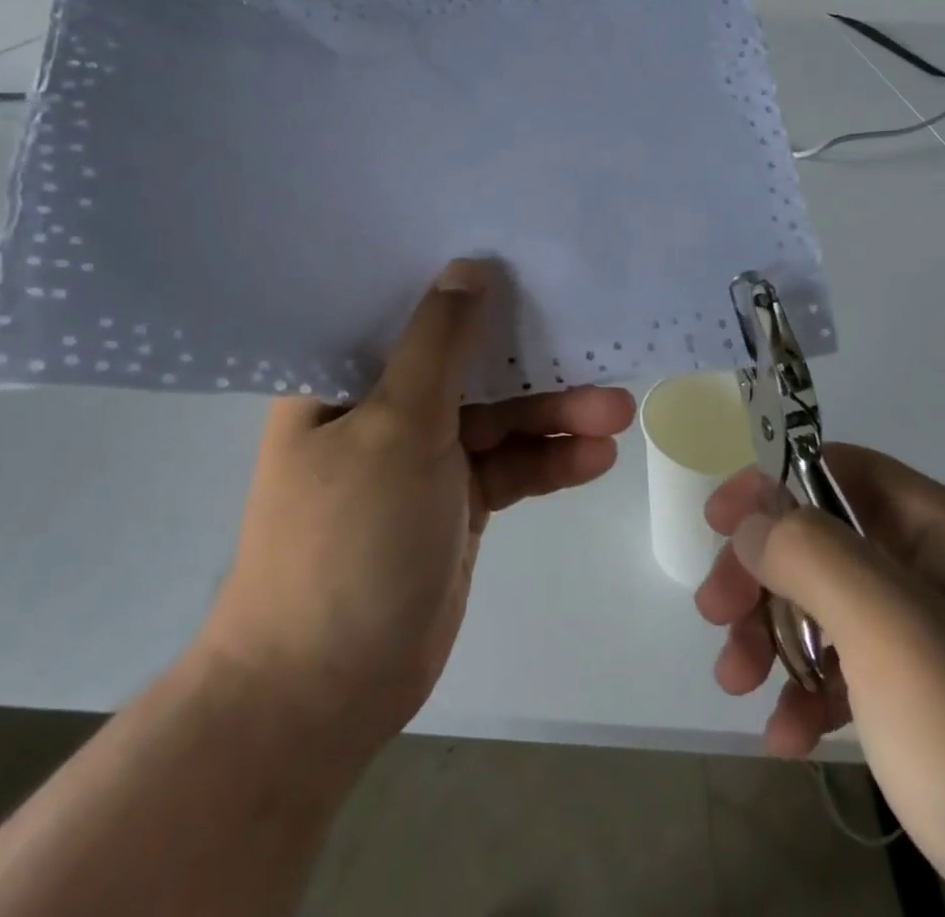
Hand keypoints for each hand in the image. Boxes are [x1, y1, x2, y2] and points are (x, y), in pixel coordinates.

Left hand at [193, 259, 633, 779]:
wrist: (326, 691)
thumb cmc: (348, 538)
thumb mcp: (396, 425)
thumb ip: (439, 345)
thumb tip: (467, 269)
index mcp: (344, 379)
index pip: (405, 308)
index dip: (461, 281)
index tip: (520, 253)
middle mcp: (382, 408)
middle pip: (468, 364)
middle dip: (533, 362)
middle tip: (595, 346)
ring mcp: (422, 458)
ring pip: (499, 418)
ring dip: (554, 415)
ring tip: (618, 412)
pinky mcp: (455, 503)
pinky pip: (509, 467)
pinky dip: (548, 461)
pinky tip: (597, 457)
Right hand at [695, 446, 944, 916]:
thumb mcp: (892, 630)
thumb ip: (812, 554)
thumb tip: (753, 521)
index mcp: (938, 530)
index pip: (835, 469)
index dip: (771, 485)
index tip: (718, 527)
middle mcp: (935, 571)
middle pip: (820, 540)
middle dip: (761, 573)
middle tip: (714, 616)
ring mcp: (935, 642)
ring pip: (826, 607)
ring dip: (771, 637)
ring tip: (735, 684)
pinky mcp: (931, 708)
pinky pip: (850, 674)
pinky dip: (807, 694)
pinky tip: (784, 737)